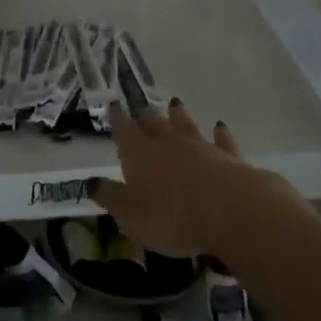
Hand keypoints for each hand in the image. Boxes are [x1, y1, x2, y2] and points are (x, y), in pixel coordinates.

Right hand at [90, 100, 295, 256]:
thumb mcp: (130, 214)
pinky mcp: (229, 158)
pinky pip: (221, 141)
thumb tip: (90, 182)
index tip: (112, 105)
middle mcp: (168, 143)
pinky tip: (219, 127)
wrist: (231, 210)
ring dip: (179, 115)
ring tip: (174, 103)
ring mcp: (200, 147)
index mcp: (140, 153)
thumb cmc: (172, 216)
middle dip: (144, 115)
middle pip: (154, 123)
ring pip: (186, 125)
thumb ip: (110, 196)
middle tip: (140, 106)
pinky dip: (219, 134)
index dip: (117, 119)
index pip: (124, 131)